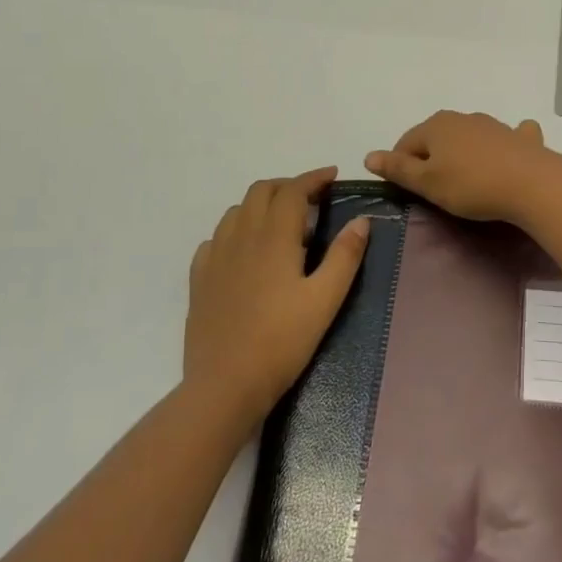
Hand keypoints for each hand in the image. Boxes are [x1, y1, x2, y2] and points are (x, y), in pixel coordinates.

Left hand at [186, 167, 370, 429]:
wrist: (224, 385)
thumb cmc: (282, 342)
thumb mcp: (325, 300)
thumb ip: (344, 256)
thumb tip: (361, 220)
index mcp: (273, 238)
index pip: (292, 190)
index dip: (313, 178)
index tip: (333, 176)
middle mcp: (241, 237)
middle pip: (261, 191)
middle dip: (288, 186)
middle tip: (312, 199)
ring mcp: (215, 257)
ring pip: (237, 211)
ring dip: (261, 204)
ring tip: (282, 222)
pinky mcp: (200, 279)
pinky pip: (216, 238)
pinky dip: (236, 230)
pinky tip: (246, 251)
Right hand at [364, 111, 557, 222]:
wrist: (531, 183)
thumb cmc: (471, 185)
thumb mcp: (427, 183)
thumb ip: (398, 169)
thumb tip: (369, 155)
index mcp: (436, 126)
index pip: (406, 143)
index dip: (401, 166)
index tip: (408, 191)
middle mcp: (462, 118)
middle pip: (436, 138)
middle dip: (432, 158)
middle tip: (436, 189)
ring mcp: (493, 124)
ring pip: (468, 136)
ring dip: (463, 152)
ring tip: (467, 180)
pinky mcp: (519, 137)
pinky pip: (506, 137)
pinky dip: (501, 144)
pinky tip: (507, 153)